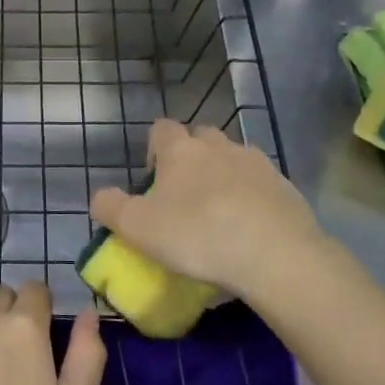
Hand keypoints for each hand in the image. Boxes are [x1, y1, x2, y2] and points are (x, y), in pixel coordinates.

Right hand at [90, 118, 340, 298]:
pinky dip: (252, 198)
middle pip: (200, 138)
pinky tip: (250, 229)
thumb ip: (111, 208)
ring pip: (233, 159)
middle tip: (185, 196)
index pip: (161, 128)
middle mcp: (218, 145)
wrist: (275, 255)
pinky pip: (261, 184)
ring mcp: (256, 163)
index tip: (153, 178)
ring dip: (224, 176)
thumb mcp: (138, 228)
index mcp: (180, 149)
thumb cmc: (197, 235)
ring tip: (220, 214)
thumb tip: (100, 197)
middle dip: (192, 158)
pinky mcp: (285, 187)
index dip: (154, 149)